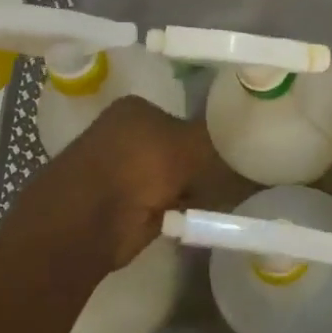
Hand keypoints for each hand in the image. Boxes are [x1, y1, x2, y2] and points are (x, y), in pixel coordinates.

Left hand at [11, 95, 216, 267]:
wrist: (86, 223)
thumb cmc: (136, 169)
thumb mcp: (187, 145)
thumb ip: (217, 141)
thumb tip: (245, 138)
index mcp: (135, 110)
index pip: (185, 116)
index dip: (210, 135)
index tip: (236, 154)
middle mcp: (126, 135)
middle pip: (181, 148)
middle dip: (203, 166)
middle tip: (235, 178)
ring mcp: (123, 172)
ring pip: (175, 178)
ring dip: (194, 190)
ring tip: (225, 199)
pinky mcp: (125, 206)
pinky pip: (167, 205)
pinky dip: (183, 212)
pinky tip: (203, 216)